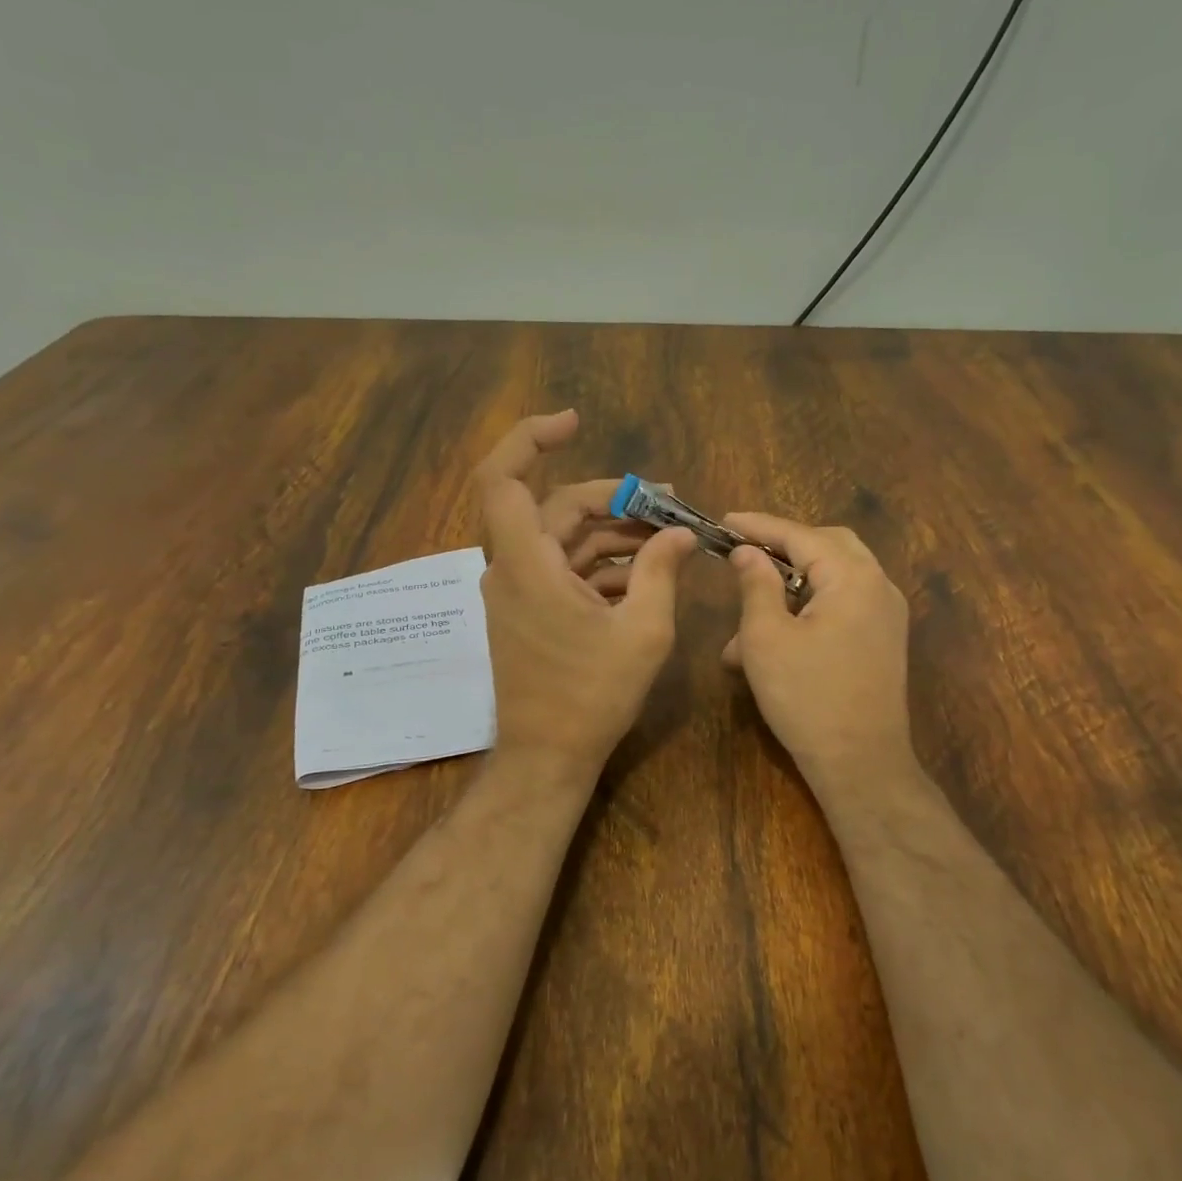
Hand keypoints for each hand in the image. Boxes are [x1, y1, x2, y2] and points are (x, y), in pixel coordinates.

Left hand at [474, 410, 696, 780]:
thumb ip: (661, 573)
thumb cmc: (591, 696)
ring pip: (564, 539)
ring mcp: (519, 592)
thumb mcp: (642, 631)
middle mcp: (512, 569)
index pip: (501, 479)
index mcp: (526, 564)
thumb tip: (680, 533)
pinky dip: (601, 564)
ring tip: (669, 539)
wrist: (548, 757)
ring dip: (614, 533)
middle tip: (668, 504)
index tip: (575, 423)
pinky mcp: (529, 612)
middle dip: (613, 499)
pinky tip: (646, 574)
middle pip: (556, 507)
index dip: (529, 439)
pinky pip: (564, 570)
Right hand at [721, 513, 918, 794]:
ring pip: (832, 579)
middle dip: (782, 548)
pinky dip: (806, 610)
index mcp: (853, 578)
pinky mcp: (881, 641)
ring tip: (741, 626)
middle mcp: (878, 587)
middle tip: (743, 554)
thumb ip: (756, 584)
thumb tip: (747, 552)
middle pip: (827, 546)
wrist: (860, 763)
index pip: (801, 535)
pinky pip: (841, 607)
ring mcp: (885, 615)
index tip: (725, 520)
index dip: (759, 526)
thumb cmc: (806, 696)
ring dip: (788, 589)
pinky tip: (770, 642)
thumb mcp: (766, 637)